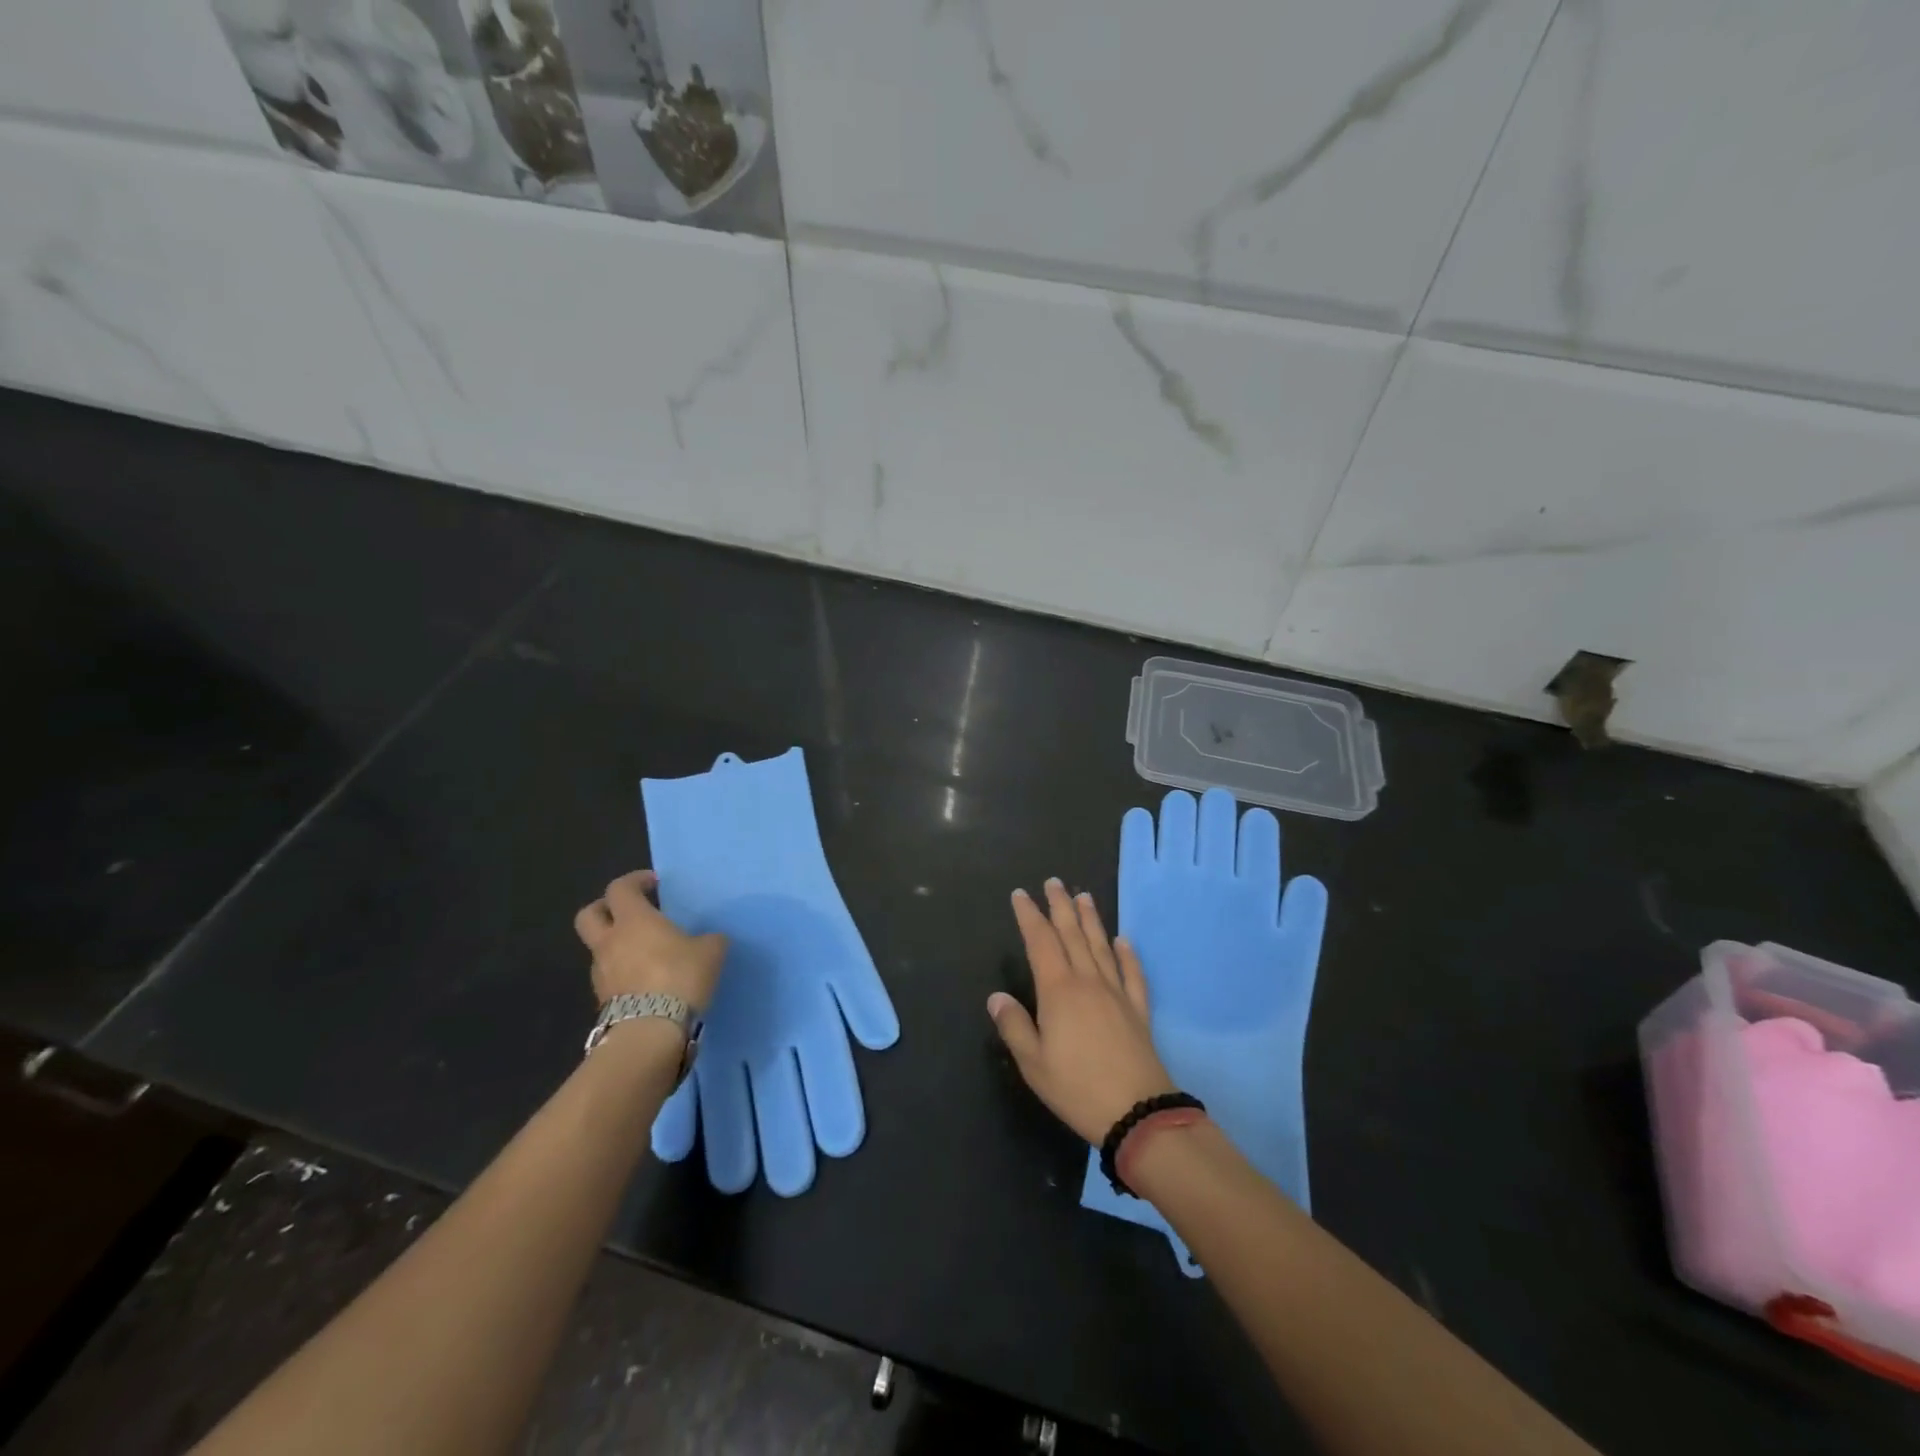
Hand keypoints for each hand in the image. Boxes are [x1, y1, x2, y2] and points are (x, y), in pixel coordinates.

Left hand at [573, 870, 727, 1011]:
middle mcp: (610, 942)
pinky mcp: (602, 1000)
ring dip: (616, 945)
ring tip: (645, 954)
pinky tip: (646, 981)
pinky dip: (622, 973)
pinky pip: (609, 976)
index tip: (653, 883)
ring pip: (599, 948)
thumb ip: (709, 940)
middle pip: (589, 915)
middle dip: (605, 908)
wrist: (650, 1032)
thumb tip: (710, 940)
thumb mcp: (711, 951)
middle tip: (630, 912)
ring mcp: (601, 972)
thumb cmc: (680, 978)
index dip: (635, 881)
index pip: (620, 888)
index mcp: (634, 920)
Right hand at [990, 878, 1175, 1144]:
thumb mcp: (1033, 1063)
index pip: (1040, 942)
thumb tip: (996, 996)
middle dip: (1060, 906)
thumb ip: (1014, 1026)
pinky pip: (1132, 974)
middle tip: (1054, 882)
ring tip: (1084, 896)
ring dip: (1091, 919)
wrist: (1137, 1112)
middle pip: (1072, 935)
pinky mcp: (1138, 1010)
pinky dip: (1127, 954)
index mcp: (1058, 991)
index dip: (1029, 916)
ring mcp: (1116, 993)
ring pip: (1101, 946)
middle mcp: (1087, 982)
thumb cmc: (1077, 1088)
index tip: (1021, 895)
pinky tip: (1124, 941)